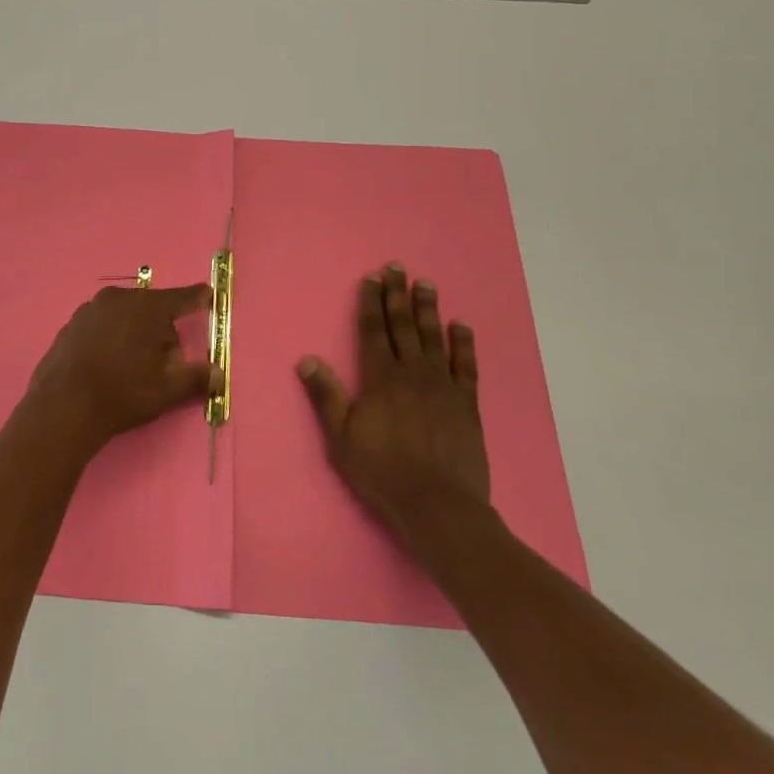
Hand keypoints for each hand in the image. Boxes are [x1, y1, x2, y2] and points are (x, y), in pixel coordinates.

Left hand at [23, 284, 221, 456]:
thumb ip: (196, 378)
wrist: (61, 407)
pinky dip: (112, 338)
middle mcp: (118, 299)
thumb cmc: (122, 393)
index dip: (198, 298)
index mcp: (146, 307)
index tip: (209, 294)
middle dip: (163, 330)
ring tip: (135, 367)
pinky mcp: (70, 325)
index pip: (181, 297)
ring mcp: (90, 310)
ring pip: (125, 316)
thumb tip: (218, 374)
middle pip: (151, 308)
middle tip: (166, 362)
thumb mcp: (166, 390)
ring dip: (136, 333)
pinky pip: (102, 325)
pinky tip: (108, 366)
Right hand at [297, 263, 490, 540]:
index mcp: (380, 379)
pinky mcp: (466, 404)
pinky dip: (463, 344)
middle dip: (397, 295)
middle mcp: (412, 373)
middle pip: (403, 326)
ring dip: (428, 309)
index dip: (371, 303)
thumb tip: (306, 359)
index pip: (374, 331)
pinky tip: (461, 326)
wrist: (437, 505)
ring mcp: (442, 386)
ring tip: (426, 284)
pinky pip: (466, 366)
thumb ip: (326, 396)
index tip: (371, 279)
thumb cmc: (382, 471)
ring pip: (434, 338)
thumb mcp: (341, 437)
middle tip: (397, 268)